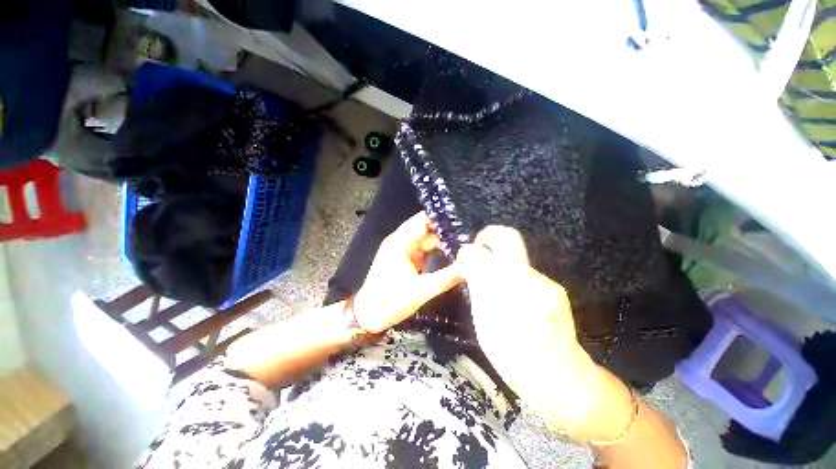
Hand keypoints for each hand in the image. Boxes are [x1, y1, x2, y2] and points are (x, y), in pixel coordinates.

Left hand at [353, 212, 463, 333]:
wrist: (368, 316)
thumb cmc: (391, 301)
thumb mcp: (421, 290)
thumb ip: (447, 278)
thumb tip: (470, 267)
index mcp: (400, 242)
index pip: (422, 221)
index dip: (440, 219)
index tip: (461, 221)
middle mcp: (400, 242)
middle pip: (425, 230)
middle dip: (444, 232)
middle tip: (468, 235)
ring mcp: (401, 251)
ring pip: (424, 240)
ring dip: (441, 242)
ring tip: (463, 243)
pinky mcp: (404, 260)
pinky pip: (422, 250)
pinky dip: (434, 251)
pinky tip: (449, 254)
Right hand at [458, 226, 634, 440]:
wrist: (557, 377)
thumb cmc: (511, 350)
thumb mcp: (484, 315)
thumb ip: (477, 281)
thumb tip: (468, 257)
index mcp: (513, 278)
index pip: (502, 238)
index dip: (483, 239)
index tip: (469, 253)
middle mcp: (532, 274)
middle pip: (509, 245)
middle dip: (489, 249)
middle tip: (476, 266)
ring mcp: (546, 283)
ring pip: (515, 265)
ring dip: (499, 272)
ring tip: (491, 295)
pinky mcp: (554, 292)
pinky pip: (525, 279)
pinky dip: (512, 284)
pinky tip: (510, 305)